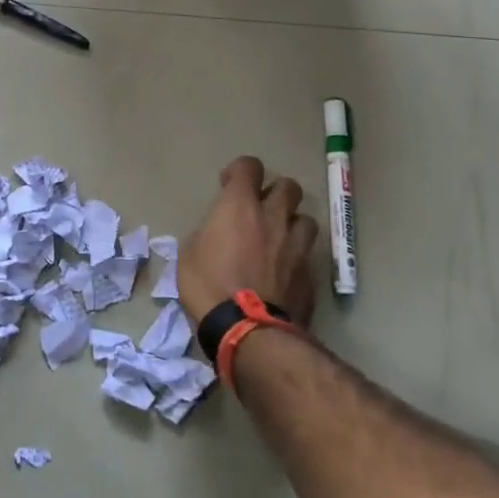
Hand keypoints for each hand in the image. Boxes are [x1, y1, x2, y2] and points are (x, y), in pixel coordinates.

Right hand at [177, 157, 318, 328]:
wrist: (248, 330)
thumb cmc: (208, 286)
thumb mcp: (189, 254)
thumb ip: (208, 234)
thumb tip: (215, 235)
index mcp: (240, 206)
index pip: (249, 167)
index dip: (240, 171)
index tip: (229, 185)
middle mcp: (273, 218)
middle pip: (289, 186)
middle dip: (275, 192)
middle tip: (261, 209)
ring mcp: (297, 246)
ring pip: (306, 219)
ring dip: (292, 224)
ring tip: (279, 239)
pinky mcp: (310, 274)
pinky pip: (306, 256)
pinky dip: (296, 258)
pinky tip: (284, 273)